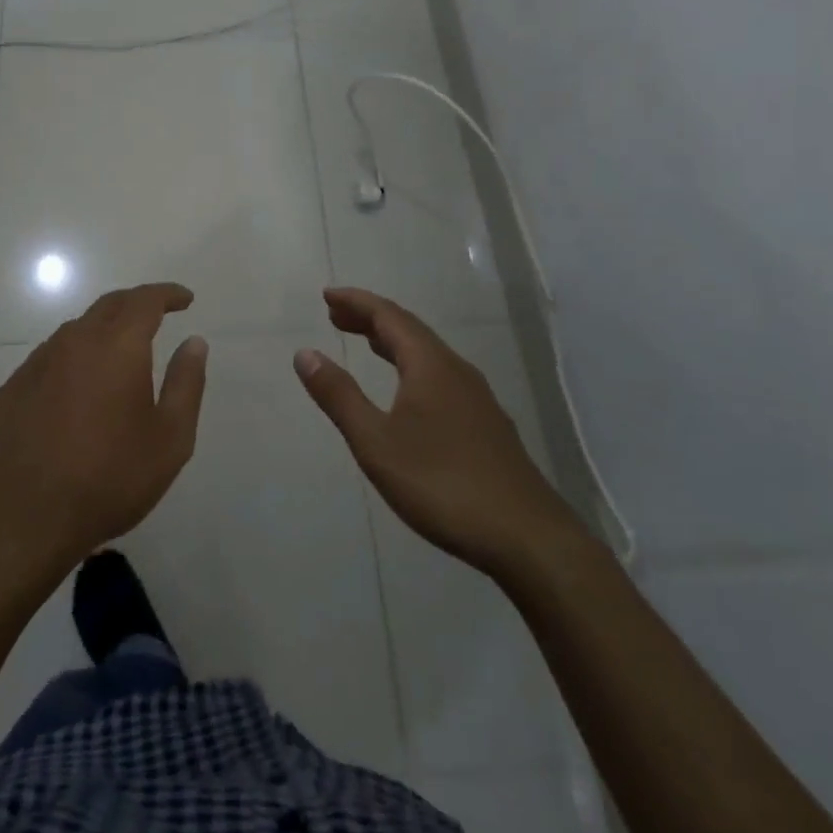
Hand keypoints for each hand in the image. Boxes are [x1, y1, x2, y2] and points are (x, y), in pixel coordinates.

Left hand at [0, 283, 206, 574]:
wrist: (23, 517)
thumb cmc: (108, 478)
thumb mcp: (170, 440)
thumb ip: (186, 383)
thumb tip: (194, 342)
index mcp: (118, 346)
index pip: (145, 300)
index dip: (168, 294)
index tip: (185, 299)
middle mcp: (76, 341)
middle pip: (109, 305)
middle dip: (137, 303)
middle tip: (158, 314)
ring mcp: (39, 362)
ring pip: (77, 329)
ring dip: (104, 329)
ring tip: (120, 350)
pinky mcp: (14, 387)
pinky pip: (52, 356)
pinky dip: (75, 356)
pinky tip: (79, 384)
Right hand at [294, 286, 587, 585]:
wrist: (527, 538)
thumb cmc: (442, 484)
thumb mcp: (376, 442)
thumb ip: (339, 396)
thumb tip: (305, 353)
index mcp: (430, 365)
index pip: (388, 316)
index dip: (356, 302)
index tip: (327, 294)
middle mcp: (456, 370)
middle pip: (409, 330)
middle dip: (371, 318)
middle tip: (336, 315)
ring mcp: (477, 398)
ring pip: (428, 354)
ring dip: (392, 342)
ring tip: (365, 342)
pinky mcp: (486, 424)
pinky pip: (440, 376)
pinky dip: (411, 366)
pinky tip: (407, 392)